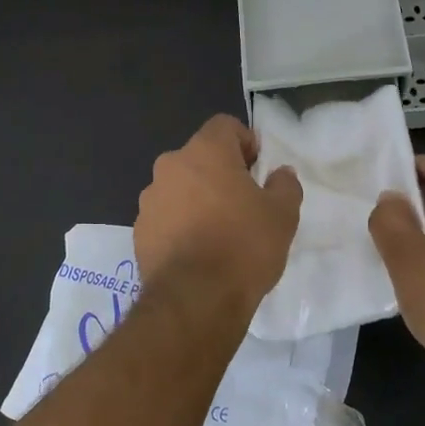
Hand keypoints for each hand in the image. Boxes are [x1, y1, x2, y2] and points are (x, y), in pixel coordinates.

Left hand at [135, 115, 301, 307]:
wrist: (195, 299)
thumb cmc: (243, 246)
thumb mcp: (282, 215)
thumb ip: (284, 185)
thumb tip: (280, 174)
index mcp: (204, 152)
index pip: (224, 126)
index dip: (245, 142)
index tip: (258, 169)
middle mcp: (170, 167)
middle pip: (199, 157)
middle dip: (220, 173)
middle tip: (243, 203)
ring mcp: (149, 199)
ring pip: (179, 187)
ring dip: (197, 199)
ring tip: (219, 232)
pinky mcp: (139, 231)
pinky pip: (166, 216)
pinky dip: (180, 224)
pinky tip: (198, 252)